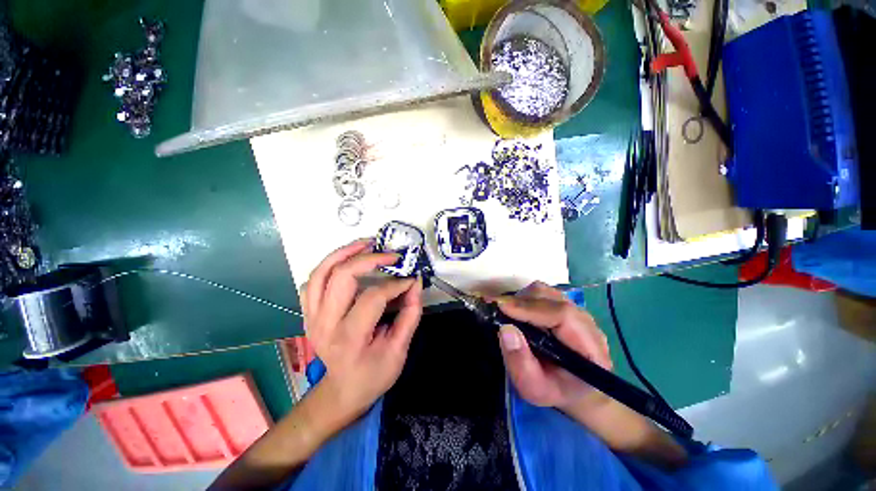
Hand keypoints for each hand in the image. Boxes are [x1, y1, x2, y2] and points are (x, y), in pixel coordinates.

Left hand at [302, 239, 422, 424]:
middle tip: (388, 252)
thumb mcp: (400, 350)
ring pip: (320, 273)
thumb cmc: (374, 375)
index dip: (395, 283)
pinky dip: (328, 266)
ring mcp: (312, 318)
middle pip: (340, 277)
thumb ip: (410, 314)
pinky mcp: (309, 314)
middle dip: (367, 258)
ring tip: (365, 243)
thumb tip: (415, 283)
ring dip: (343, 253)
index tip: (410, 278)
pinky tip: (346, 261)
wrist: (343, 391)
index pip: (372, 297)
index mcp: (350, 338)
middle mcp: (325, 325)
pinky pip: (312, 282)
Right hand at [496, 281, 611, 409]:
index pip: (562, 314)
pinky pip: (541, 293)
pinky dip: (524, 298)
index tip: (501, 307)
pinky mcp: (563, 305)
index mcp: (590, 347)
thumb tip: (505, 329)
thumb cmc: (555, 390)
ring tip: (505, 313)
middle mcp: (586, 322)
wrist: (572, 387)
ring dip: (520, 299)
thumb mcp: (534, 388)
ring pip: (544, 292)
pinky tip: (516, 312)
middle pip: (550, 298)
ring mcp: (574, 310)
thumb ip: (520, 363)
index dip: (530, 308)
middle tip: (495, 309)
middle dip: (519, 302)